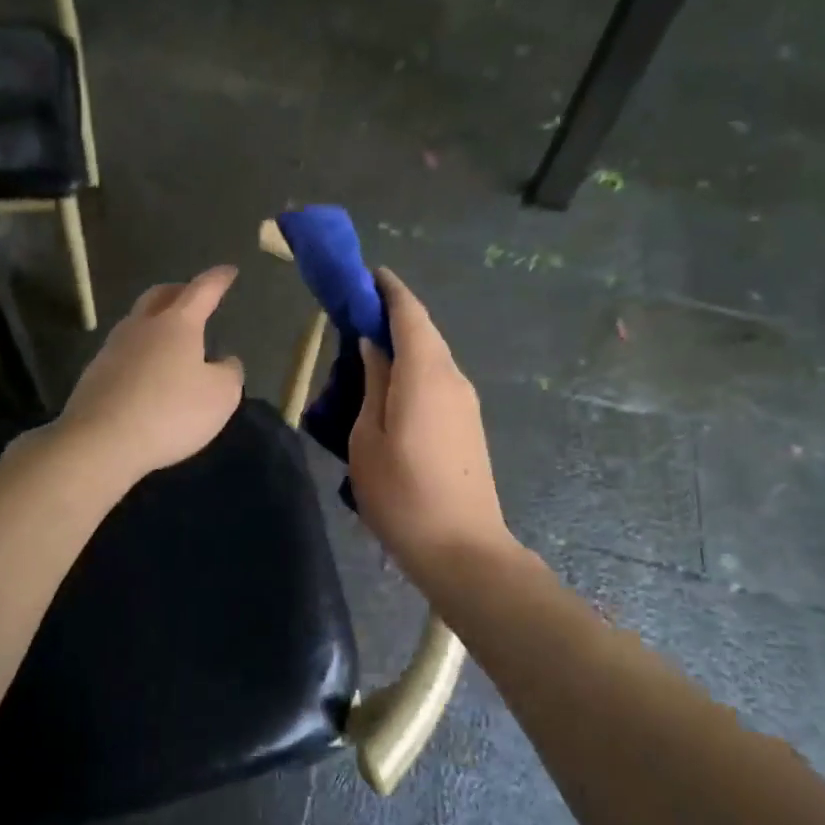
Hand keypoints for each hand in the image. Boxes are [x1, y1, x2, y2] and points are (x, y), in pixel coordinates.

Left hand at [58, 265, 245, 483]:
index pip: (202, 290)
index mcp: (177, 323)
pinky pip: (124, 351)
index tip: (229, 271)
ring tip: (172, 337)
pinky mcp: (95, 374)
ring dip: (156, 321)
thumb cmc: (170, 412)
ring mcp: (113, 348)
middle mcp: (142, 326)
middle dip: (180, 291)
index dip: (218, 279)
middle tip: (194, 296)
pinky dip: (141, 352)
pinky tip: (148, 372)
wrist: (100, 442)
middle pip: (160, 296)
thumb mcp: (220, 396)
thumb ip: (229, 373)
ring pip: (138, 322)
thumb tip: (225, 361)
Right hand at [350, 268, 515, 575]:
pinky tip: (390, 385)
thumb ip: (373, 382)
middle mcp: (453, 377)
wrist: (463, 550)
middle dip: (393, 314)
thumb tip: (373, 344)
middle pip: (424, 331)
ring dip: (403, 343)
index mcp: (426, 373)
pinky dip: (414, 367)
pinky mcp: (469, 423)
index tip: (367, 274)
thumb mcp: (367, 437)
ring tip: (367, 348)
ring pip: (432, 356)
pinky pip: (438, 378)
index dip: (389, 289)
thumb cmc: (402, 494)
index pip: (410, 313)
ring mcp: (466, 402)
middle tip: (356, 311)